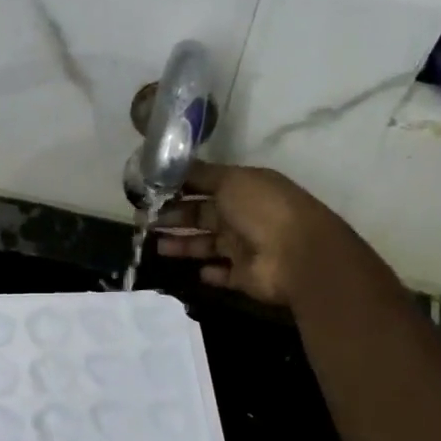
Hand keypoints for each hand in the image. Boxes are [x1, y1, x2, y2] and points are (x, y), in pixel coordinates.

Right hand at [155, 162, 334, 307]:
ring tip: (155, 246)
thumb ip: (201, 175)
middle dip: (174, 216)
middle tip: (143, 220)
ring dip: (182, 244)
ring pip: (206, 244)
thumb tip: (174, 165)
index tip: (150, 190)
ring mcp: (245, 247)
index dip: (179, 187)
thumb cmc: (262, 210)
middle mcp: (243, 215)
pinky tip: (193, 270)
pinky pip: (222, 274)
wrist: (297, 255)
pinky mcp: (244, 275)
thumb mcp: (231, 180)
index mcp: (243, 188)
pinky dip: (209, 272)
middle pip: (202, 215)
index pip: (205, 185)